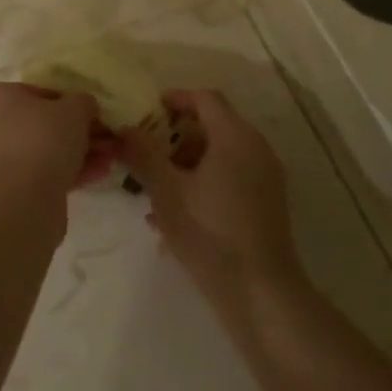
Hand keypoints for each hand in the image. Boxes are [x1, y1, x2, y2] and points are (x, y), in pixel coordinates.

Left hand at [0, 82, 112, 208]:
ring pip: (40, 152)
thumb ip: (82, 102)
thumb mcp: (74, 109)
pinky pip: (37, 176)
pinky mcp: (2, 192)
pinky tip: (97, 176)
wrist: (18, 204)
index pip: (37, 93)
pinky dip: (65, 174)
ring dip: (75, 154)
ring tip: (108, 160)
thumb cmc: (40, 140)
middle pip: (39, 124)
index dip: (70, 104)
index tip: (93, 116)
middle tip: (105, 140)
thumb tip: (84, 107)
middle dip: (76, 133)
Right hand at [120, 89, 300, 300]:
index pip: (205, 98)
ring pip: (220, 154)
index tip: (146, 112)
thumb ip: (143, 155)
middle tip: (146, 154)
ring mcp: (265, 177)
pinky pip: (231, 177)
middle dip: (175, 136)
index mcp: (235, 137)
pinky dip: (204, 182)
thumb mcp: (166, 192)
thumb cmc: (210, 232)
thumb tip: (125, 128)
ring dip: (186, 163)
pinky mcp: (266, 203)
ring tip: (155, 189)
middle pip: (213, 125)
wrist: (260, 292)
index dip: (175, 99)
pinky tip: (177, 214)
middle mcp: (256, 148)